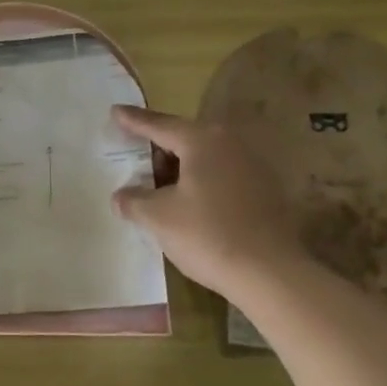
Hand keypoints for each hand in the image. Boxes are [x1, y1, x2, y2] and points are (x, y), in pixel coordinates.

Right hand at [110, 105, 307, 298]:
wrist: (271, 274)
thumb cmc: (208, 235)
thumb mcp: (158, 217)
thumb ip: (134, 200)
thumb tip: (120, 196)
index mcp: (202, 140)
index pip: (159, 125)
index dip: (134, 120)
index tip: (115, 111)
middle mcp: (230, 143)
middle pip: (185, 137)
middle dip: (157, 146)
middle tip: (133, 152)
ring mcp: (253, 166)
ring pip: (205, 157)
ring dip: (179, 166)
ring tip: (157, 183)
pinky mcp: (265, 190)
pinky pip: (222, 174)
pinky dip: (200, 181)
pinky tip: (189, 202)